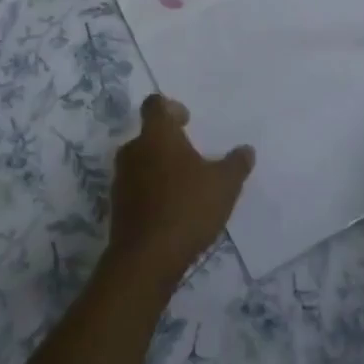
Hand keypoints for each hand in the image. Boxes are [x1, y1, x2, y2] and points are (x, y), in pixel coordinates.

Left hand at [105, 95, 253, 292]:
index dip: (170, 107)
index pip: (155, 105)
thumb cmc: (187, 208)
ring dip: (159, 167)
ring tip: (184, 186)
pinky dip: (151, 191)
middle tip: (191, 156)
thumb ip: (236, 164)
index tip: (186, 121)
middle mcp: (133, 150)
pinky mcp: (117, 205)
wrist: (146, 258)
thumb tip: (246, 150)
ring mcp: (121, 178)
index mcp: (157, 135)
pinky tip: (170, 209)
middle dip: (168, 142)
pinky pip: (136, 187)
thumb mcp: (224, 185)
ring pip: (141, 161)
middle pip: (148, 135)